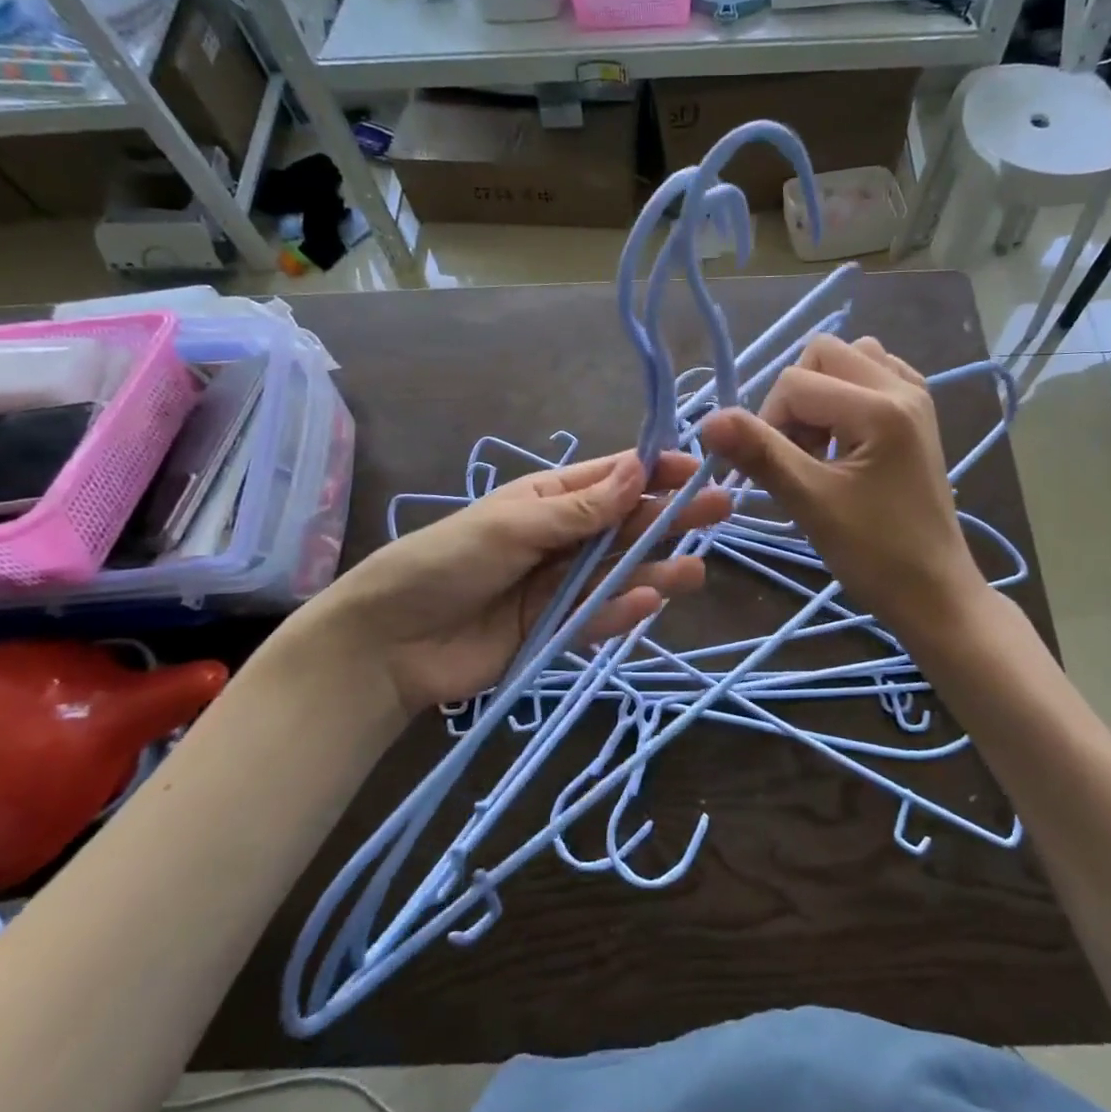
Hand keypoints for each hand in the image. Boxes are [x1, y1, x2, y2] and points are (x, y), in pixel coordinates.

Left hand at [281, 451, 729, 714]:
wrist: (389, 643)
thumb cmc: (445, 563)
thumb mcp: (512, 526)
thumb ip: (579, 509)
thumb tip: (639, 468)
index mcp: (546, 500)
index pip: (610, 480)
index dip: (654, 472)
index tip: (697, 470)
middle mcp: (560, 539)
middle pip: (624, 526)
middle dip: (669, 518)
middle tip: (721, 511)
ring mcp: (558, 587)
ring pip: (618, 573)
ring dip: (656, 569)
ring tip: (697, 570)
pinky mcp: (554, 631)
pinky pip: (595, 618)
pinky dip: (621, 611)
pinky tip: (649, 603)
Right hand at [700, 335, 988, 645]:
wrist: (934, 592)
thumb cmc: (874, 553)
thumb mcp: (810, 502)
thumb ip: (760, 454)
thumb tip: (707, 420)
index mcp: (881, 407)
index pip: (795, 382)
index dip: (769, 423)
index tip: (780, 472)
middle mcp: (903, 387)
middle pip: (822, 354)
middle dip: (796, 400)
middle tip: (801, 455)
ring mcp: (916, 397)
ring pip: (849, 360)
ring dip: (821, 395)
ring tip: (822, 446)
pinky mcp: (917, 414)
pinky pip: (872, 377)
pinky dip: (847, 397)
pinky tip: (845, 439)